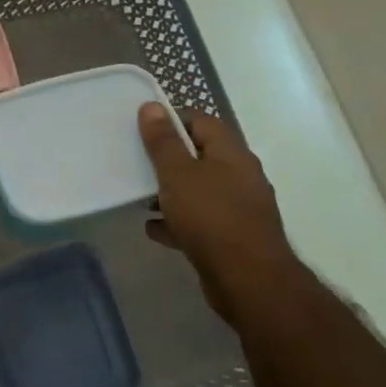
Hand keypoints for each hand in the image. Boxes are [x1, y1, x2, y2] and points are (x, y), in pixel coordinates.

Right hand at [139, 104, 296, 319]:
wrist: (249, 281)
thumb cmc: (211, 217)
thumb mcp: (178, 173)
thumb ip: (163, 141)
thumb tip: (152, 106)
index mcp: (231, 153)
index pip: (201, 121)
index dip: (171, 120)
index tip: (142, 128)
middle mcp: (240, 176)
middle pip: (199, 156)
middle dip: (167, 159)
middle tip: (137, 161)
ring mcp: (239, 208)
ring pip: (198, 190)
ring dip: (170, 192)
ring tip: (140, 197)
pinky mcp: (233, 237)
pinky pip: (200, 220)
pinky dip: (178, 221)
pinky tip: (154, 228)